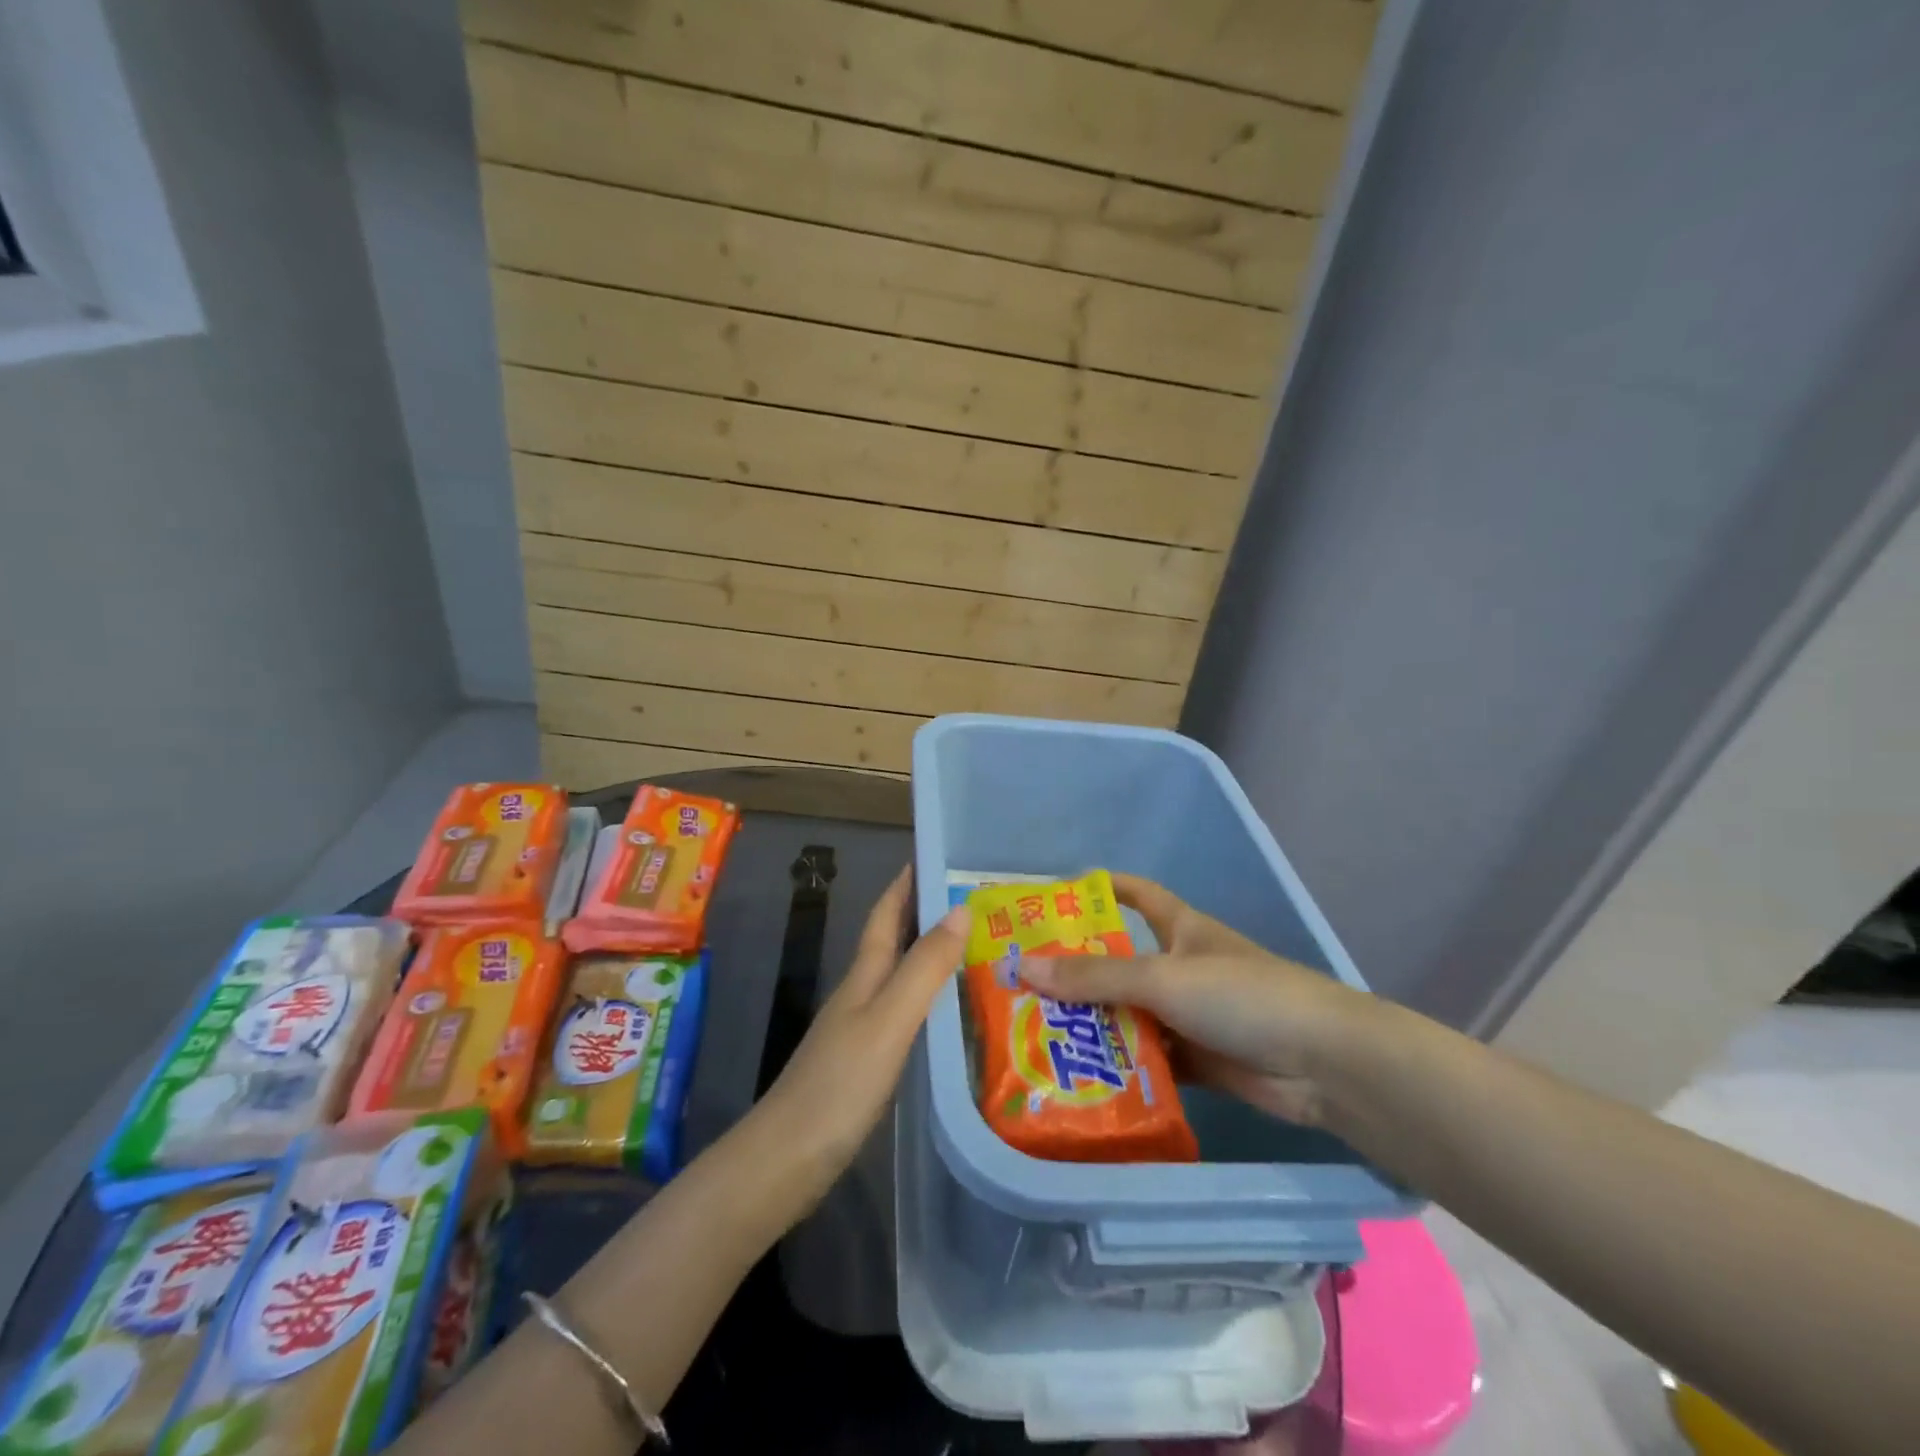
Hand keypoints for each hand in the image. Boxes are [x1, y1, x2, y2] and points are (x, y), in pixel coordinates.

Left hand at [755, 866, 967, 1190]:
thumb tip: (959, 910)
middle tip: (976, 903)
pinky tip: (951, 1014)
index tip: (936, 856)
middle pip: (893, 941)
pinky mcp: (865, 1063)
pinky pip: (904, 1014)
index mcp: (864, 975)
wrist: (787, 1160)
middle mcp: (861, 993)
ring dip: (931, 956)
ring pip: (900, 977)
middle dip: (926, 915)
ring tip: (977, 950)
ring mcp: (860, 1029)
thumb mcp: (889, 1020)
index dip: (906, 883)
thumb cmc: (839, 1084)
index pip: (886, 914)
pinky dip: (928, 1000)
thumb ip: (924, 968)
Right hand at [1018, 873, 1379, 1127]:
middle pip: (1121, 962)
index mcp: (1180, 929)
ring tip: (1039, 1036)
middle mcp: (1181, 967)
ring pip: (1131, 1014)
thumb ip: (1095, 977)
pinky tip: (1082, 1078)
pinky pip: (1149, 1059)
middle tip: (1023, 985)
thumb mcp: (1162, 977)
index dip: (1100, 888)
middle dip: (1079, 972)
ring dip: (1095, 1026)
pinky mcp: (1199, 1061)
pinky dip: (1121, 1067)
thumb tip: (1022, 967)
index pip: (1136, 894)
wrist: (1322, 1064)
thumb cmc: (1241, 995)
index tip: (1053, 897)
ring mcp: (1191, 1016)